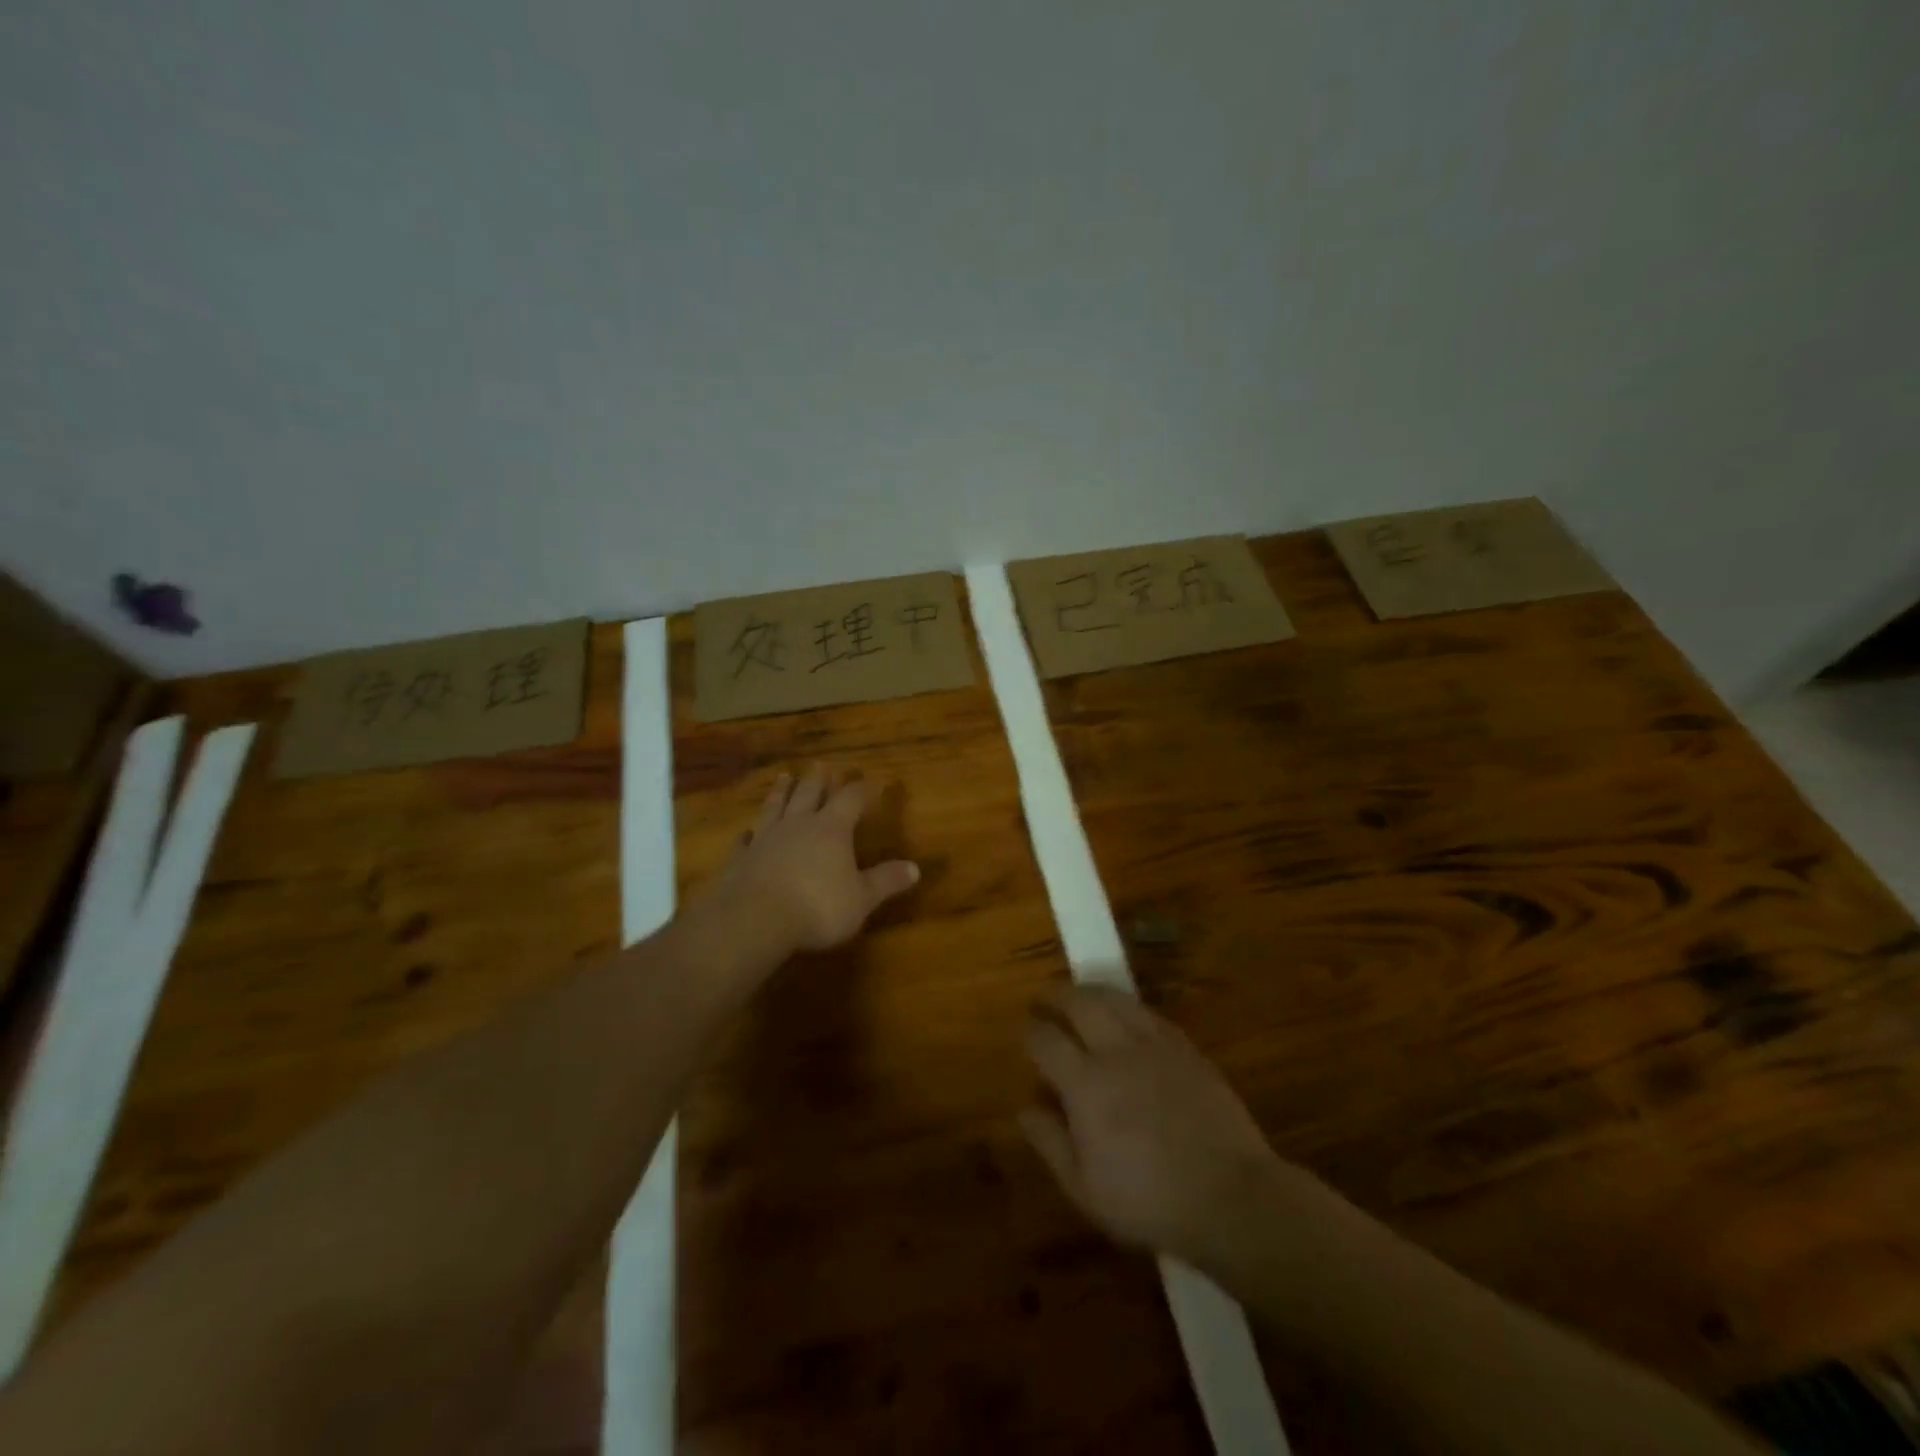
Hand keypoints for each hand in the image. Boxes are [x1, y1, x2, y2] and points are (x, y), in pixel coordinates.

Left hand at [710, 767, 919, 954]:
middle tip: (821, 765)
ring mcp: (766, 839)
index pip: (851, 799)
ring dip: (781, 791)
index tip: (873, 782)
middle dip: (818, 780)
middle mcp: (798, 825)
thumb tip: (914, 868)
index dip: (863, 790)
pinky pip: (746, 840)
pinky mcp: (741, 859)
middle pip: (809, 793)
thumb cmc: (817, 907)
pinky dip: (748, 834)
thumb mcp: (861, 898)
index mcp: (831, 829)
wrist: (754, 920)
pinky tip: (747, 832)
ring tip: (784, 777)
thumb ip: (885, 881)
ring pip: (775, 806)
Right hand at [1020, 986, 1285, 1268]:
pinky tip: (1126, 1015)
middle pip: (1079, 1003)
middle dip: (1056, 995)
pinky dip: (1128, 1007)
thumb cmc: (1149, 1201)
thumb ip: (1050, 1143)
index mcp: (1085, 1084)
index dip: (1030, 1033)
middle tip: (1044, 998)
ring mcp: (1155, 1045)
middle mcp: (1116, 1051)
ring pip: (1116, 999)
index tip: (1025, 1034)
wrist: (1230, 1197)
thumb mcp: (1085, 1188)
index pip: (1046, 1040)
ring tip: (1080, 995)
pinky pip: (1150, 1013)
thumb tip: (1024, 1108)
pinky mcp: (1186, 1048)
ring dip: (1091, 992)